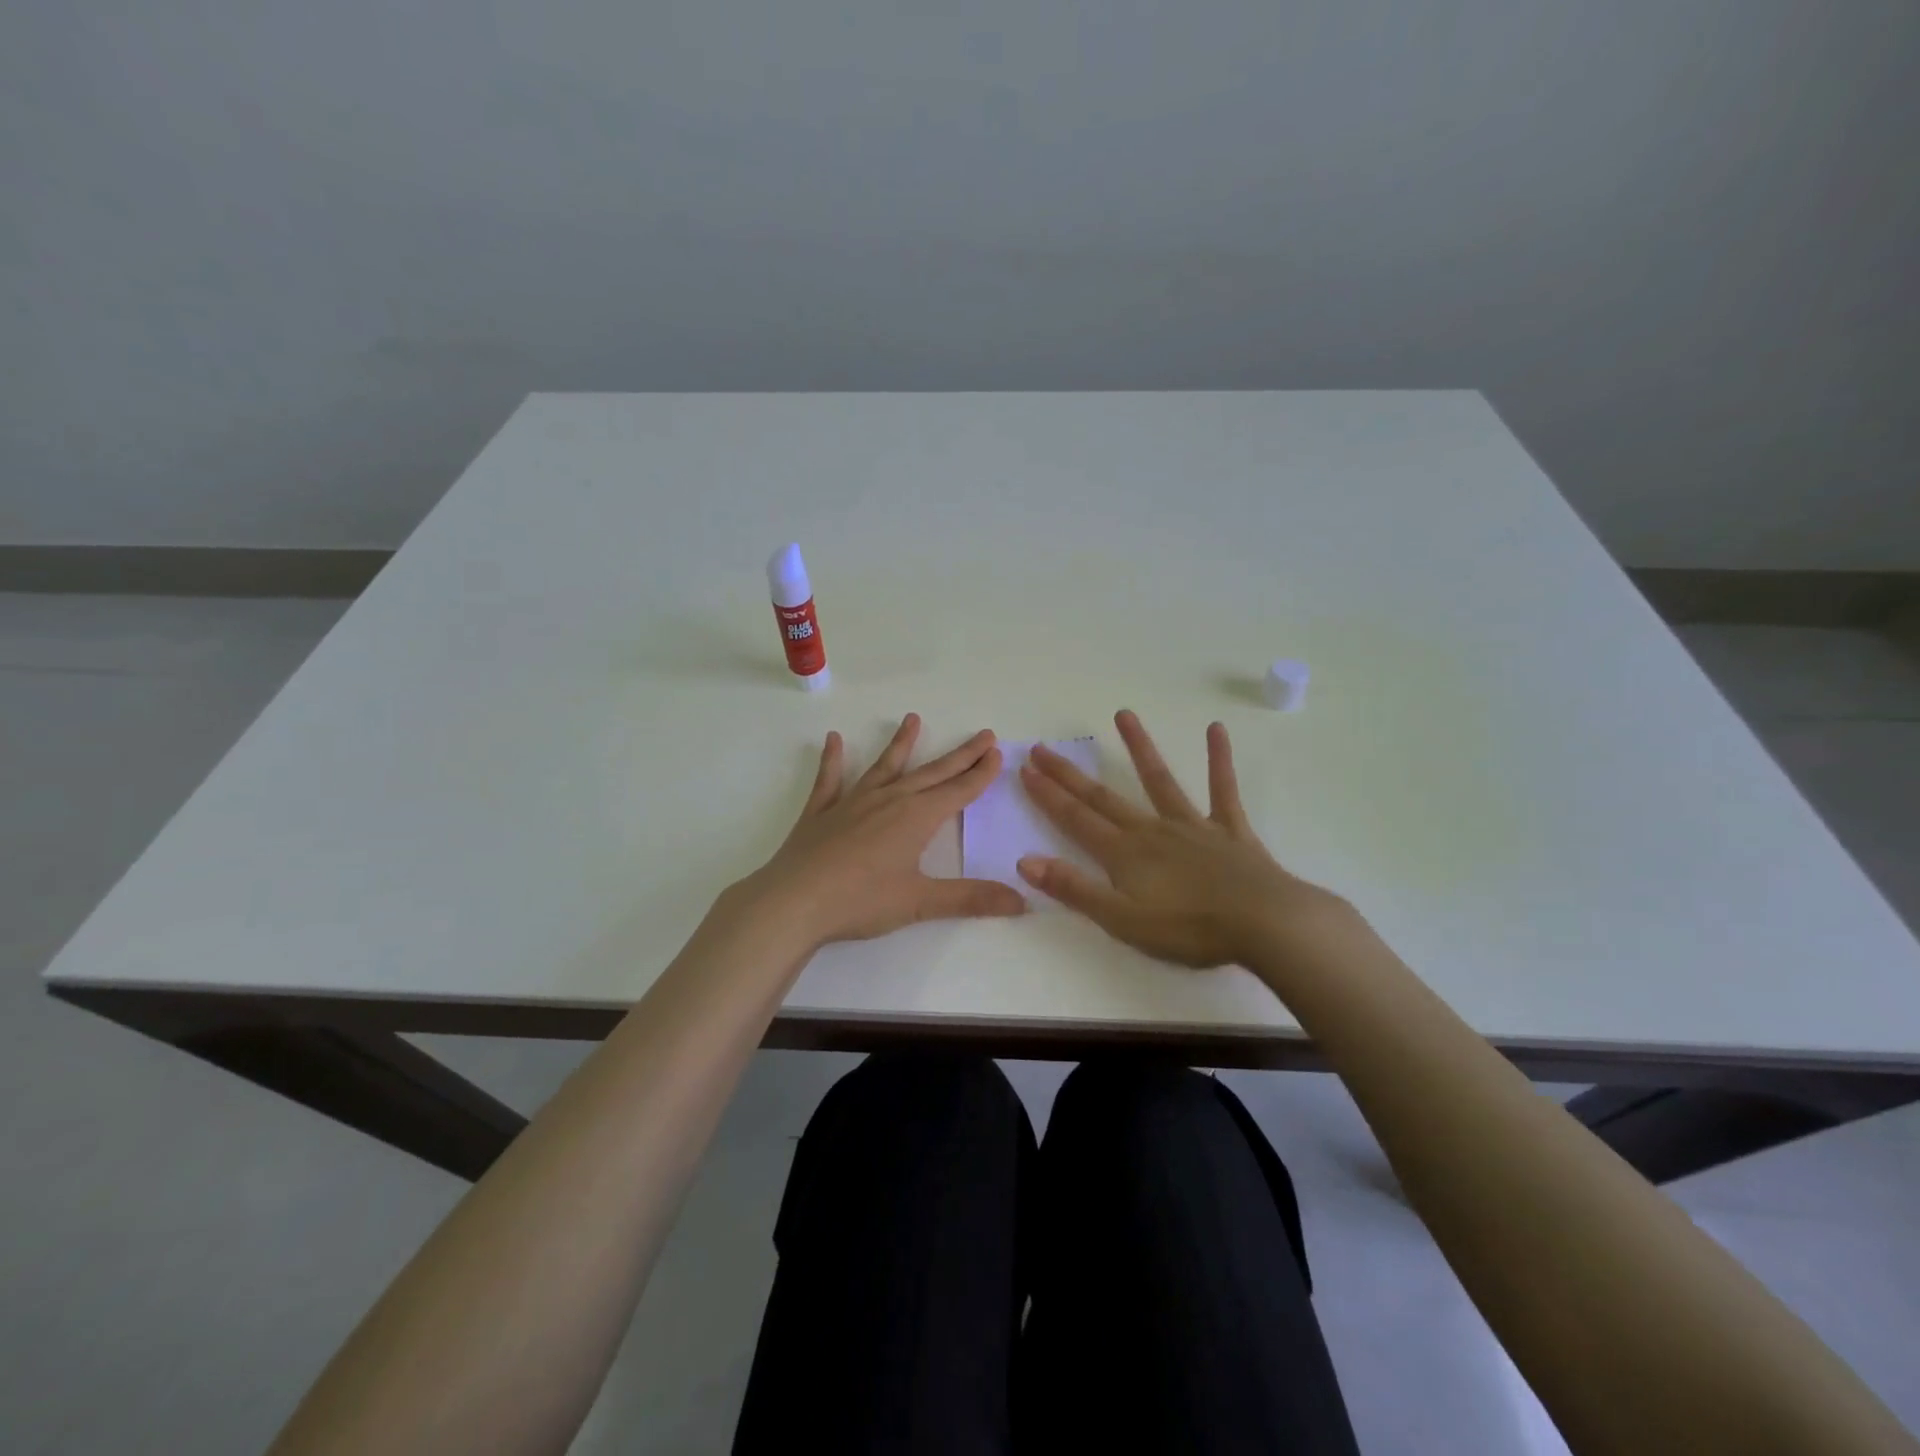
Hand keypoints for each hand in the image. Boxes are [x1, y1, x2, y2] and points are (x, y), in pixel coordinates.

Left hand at [736, 714, 1026, 950]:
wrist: (793, 901)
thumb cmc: (861, 901)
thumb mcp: (920, 902)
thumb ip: (971, 899)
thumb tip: (1022, 901)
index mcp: (916, 818)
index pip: (958, 790)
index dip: (980, 773)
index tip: (997, 752)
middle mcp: (889, 800)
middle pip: (932, 773)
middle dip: (960, 755)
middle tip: (982, 735)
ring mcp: (852, 802)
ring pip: (884, 767)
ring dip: (901, 744)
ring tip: (913, 719)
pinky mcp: (821, 812)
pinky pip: (830, 779)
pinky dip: (833, 760)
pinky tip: (833, 740)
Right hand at [1019, 710, 1359, 969]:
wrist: (1264, 923)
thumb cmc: (1189, 929)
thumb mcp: (1121, 920)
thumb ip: (1074, 889)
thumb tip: (1024, 861)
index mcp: (1124, 854)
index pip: (1076, 819)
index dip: (1048, 795)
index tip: (1025, 769)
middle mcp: (1152, 830)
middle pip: (1103, 797)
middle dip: (1070, 774)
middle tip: (1043, 748)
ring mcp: (1192, 825)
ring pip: (1159, 780)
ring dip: (1139, 747)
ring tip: (1123, 713)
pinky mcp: (1229, 829)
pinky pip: (1222, 788)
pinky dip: (1218, 759)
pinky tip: (1216, 729)